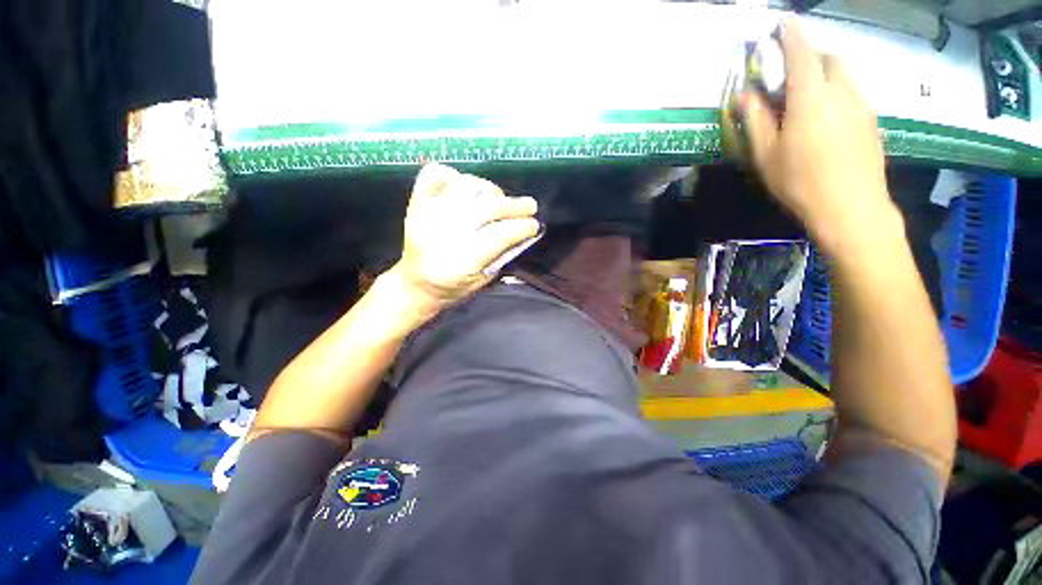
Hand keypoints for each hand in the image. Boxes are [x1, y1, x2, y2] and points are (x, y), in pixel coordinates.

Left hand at [390, 163, 539, 315]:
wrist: (414, 285)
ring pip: (466, 187)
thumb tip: (524, 230)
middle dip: (514, 206)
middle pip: (485, 208)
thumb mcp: (483, 281)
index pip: (498, 235)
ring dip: (490, 191)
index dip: (521, 227)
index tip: (534, 225)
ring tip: (500, 200)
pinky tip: (468, 188)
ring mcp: (426, 214)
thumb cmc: (452, 289)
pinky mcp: (416, 203)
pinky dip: (455, 176)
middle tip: (530, 206)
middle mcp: (442, 234)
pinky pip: (436, 174)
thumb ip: (503, 254)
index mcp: (460, 262)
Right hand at [742, 19, 900, 254]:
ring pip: (844, 75)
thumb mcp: (766, 155)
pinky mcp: (872, 121)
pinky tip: (827, 118)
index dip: (791, 34)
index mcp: (811, 98)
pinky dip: (838, 93)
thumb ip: (755, 120)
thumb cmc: (800, 183)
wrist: (851, 208)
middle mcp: (841, 92)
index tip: (782, 22)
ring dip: (825, 74)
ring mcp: (861, 105)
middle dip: (810, 56)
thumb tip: (743, 95)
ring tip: (808, 97)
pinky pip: (853, 93)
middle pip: (828, 58)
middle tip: (791, 73)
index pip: (801, 53)